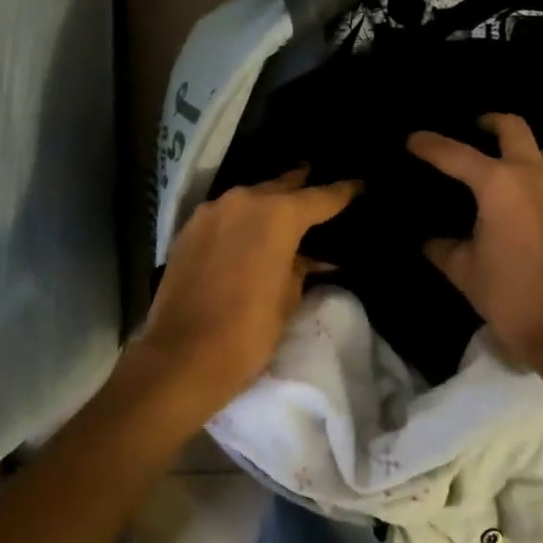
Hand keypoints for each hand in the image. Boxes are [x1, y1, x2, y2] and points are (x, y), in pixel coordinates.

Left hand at [125, 170, 356, 433]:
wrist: (182, 356)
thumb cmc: (249, 330)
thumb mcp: (289, 297)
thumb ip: (302, 266)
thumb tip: (314, 257)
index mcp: (277, 214)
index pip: (321, 196)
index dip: (343, 192)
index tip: (359, 185)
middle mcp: (244, 200)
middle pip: (281, 186)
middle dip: (301, 188)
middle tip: (320, 188)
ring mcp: (211, 211)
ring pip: (249, 197)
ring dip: (268, 203)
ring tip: (287, 211)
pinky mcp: (188, 229)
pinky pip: (225, 214)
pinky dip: (242, 218)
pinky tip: (250, 231)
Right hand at [407, 114, 542, 368]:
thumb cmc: (509, 294)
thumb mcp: (463, 270)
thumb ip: (442, 247)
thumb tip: (429, 239)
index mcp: (499, 184)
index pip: (456, 154)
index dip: (430, 145)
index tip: (411, 140)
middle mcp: (532, 176)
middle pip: (513, 128)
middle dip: (488, 123)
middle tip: (470, 129)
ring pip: (542, 150)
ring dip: (521, 148)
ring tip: (499, 162)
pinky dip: (536, 173)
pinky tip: (519, 195)